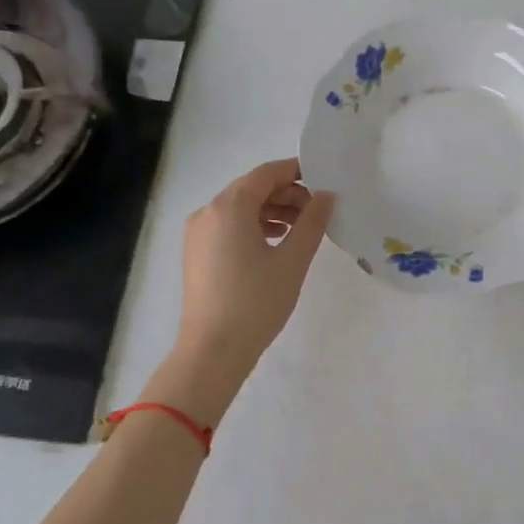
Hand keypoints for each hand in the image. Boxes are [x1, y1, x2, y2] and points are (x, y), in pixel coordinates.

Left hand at [153, 159, 333, 423]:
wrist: (212, 351)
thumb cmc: (256, 302)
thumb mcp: (293, 260)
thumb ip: (312, 221)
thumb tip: (327, 195)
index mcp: (230, 206)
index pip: (267, 173)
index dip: (297, 171)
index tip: (324, 181)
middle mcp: (208, 211)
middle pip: (252, 188)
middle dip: (286, 194)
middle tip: (316, 212)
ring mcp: (198, 232)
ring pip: (240, 207)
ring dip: (272, 211)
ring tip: (300, 230)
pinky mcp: (197, 252)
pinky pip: (228, 225)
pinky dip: (253, 225)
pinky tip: (275, 243)